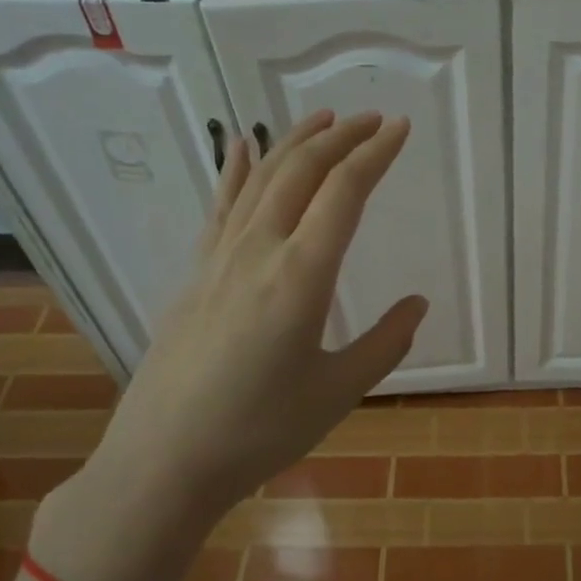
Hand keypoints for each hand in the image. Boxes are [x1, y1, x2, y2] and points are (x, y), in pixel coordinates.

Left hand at [32, 110, 425, 580]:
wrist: (163, 462)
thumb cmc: (259, 432)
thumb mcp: (338, 393)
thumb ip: (385, 343)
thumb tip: (417, 304)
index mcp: (301, 277)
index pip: (344, 193)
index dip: (375, 154)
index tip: (400, 128)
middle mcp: (258, 251)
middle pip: (301, 172)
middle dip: (340, 137)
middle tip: (372, 118)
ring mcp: (219, 258)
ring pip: (259, 179)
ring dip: (293, 142)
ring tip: (323, 119)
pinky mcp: (194, 273)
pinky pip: (220, 206)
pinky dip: (235, 170)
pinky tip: (240, 145)